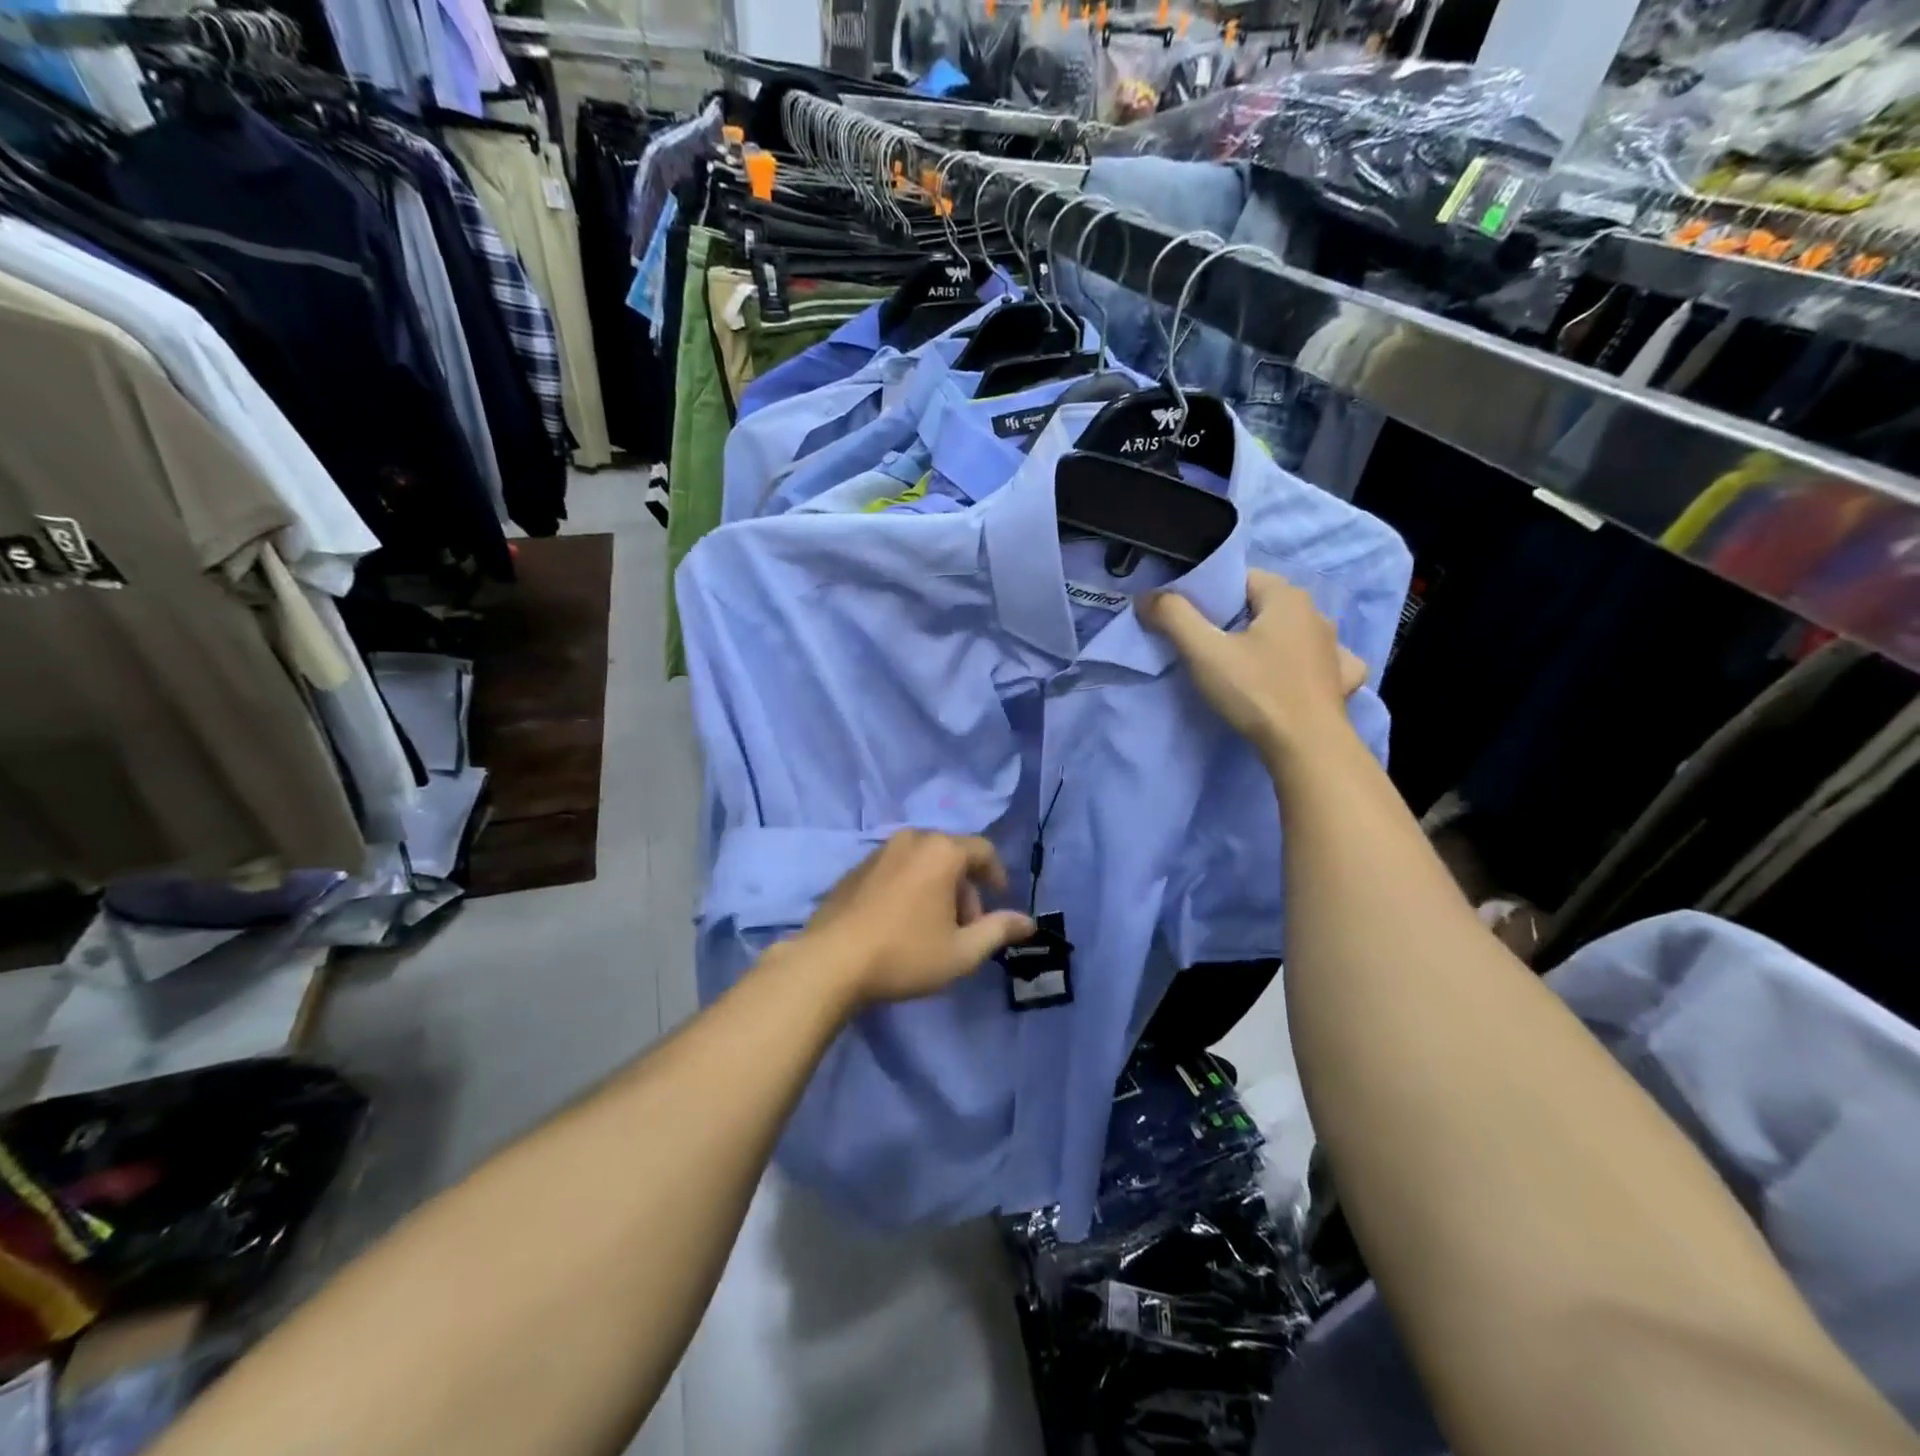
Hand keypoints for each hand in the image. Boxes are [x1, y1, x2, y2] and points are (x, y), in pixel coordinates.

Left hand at [794, 831, 1036, 1007]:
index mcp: (941, 851)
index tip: (999, 902)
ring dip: (937, 888)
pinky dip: (909, 887)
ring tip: (933, 929)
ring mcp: (879, 851)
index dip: (997, 875)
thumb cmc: (905, 954)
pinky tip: (901, 923)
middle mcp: (911, 840)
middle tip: (965, 928)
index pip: (983, 850)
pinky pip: (896, 869)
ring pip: (923, 862)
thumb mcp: (961, 951)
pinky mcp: (855, 868)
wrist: (830, 962)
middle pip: (952, 856)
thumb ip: (998, 930)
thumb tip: (1029, 922)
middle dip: (965, 889)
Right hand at [1141, 569, 1368, 762]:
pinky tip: (1289, 678)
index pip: (1241, 578)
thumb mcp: (1204, 652)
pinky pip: (1317, 661)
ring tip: (1242, 663)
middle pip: (1264, 605)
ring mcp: (1333, 648)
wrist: (1307, 747)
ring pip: (1291, 632)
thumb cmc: (1256, 691)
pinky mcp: (1341, 680)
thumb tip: (1148, 596)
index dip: (1210, 594)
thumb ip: (1174, 616)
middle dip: (1235, 618)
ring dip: (1268, 640)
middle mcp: (1316, 613)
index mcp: (1286, 597)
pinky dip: (1300, 664)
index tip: (1189, 618)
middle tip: (1205, 644)